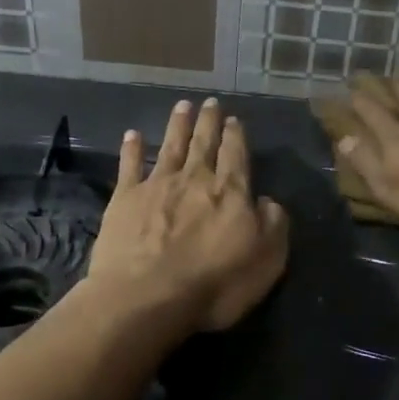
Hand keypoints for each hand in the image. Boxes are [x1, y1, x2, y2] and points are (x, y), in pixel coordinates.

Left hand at [88, 99, 289, 331]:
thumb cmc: (214, 284)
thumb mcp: (267, 260)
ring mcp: (157, 185)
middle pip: (204, 143)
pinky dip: (132, 148)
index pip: (236, 155)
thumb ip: (273, 225)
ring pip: (171, 146)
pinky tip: (132, 134)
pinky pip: (130, 165)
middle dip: (209, 122)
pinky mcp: (124, 199)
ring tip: (182, 105)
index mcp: (231, 192)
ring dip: (177, 124)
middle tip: (210, 103)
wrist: (147, 296)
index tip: (234, 119)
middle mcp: (195, 179)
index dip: (236, 136)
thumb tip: (268, 201)